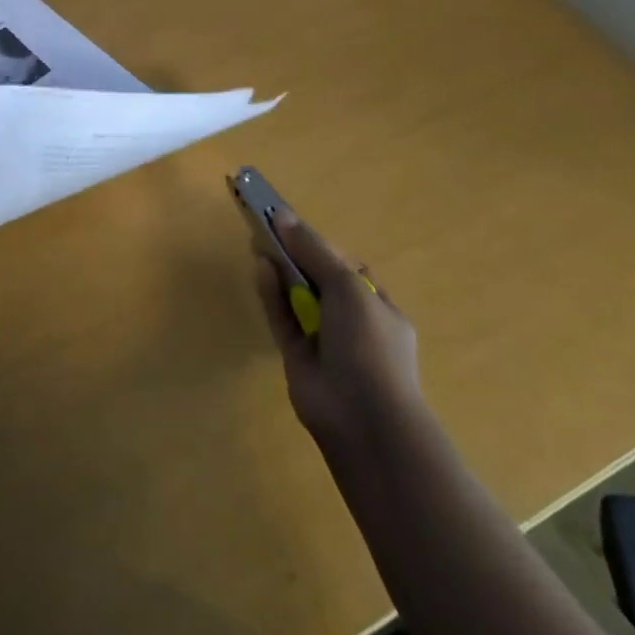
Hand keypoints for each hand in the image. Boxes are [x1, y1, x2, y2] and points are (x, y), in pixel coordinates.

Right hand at [252, 209, 420, 445]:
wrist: (363, 419)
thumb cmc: (368, 345)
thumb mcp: (347, 287)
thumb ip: (313, 250)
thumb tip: (282, 215)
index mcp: (377, 306)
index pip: (347, 267)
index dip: (320, 245)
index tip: (292, 225)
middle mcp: (352, 321)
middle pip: (319, 279)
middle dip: (295, 255)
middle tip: (267, 229)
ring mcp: (324, 339)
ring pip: (297, 297)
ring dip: (280, 271)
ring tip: (257, 242)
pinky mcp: (297, 355)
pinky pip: (282, 317)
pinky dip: (271, 294)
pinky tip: (259, 269)